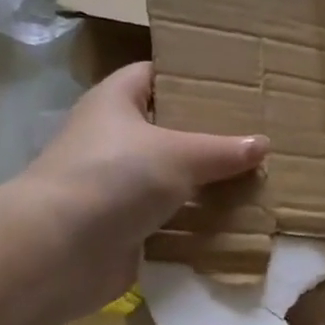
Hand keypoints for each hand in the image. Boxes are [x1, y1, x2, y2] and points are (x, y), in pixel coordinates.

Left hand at [20, 63, 268, 315]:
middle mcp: (111, 140)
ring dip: (204, 184)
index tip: (230, 84)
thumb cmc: (115, 177)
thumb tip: (262, 144)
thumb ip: (222, 150)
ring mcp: (115, 187)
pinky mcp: (122, 227)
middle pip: (166, 130)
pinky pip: (167, 219)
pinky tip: (232, 221)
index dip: (187, 76)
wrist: (61, 250)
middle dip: (206, 137)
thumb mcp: (178, 154)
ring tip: (253, 179)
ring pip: (169, 179)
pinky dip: (193, 223)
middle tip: (253, 136)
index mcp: (114, 102)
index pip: (152, 75)